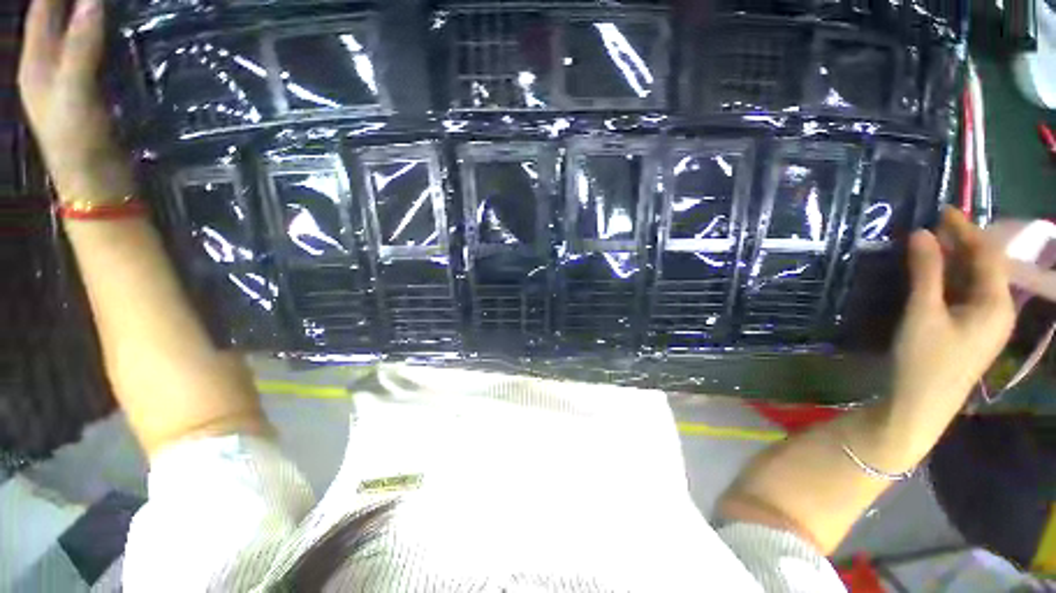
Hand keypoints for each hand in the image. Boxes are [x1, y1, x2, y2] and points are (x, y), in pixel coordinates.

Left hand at [18, 0, 132, 201]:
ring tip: (104, 4)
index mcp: (36, 63)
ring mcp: (69, 80)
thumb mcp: (74, 91)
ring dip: (86, 15)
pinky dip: (101, 37)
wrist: (97, 184)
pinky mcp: (90, 92)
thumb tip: (93, 0)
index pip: (42, 12)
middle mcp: (48, 66)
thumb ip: (81, 46)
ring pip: (74, 34)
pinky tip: (114, 31)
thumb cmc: (77, 140)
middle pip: (56, 20)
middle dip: (73, 2)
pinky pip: (92, 53)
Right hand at [885, 207, 1014, 449]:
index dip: (966, 229)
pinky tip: (932, 274)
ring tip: (929, 244)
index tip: (941, 210)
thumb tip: (922, 233)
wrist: (920, 405)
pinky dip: (949, 279)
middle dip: (961, 242)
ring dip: (954, 260)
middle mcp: (998, 309)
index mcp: (996, 304)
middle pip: (984, 266)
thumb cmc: (925, 360)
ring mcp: (984, 322)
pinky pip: (964, 295)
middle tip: (932, 225)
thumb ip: (925, 272)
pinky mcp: (969, 331)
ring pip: (974, 281)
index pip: (987, 254)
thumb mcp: (923, 313)